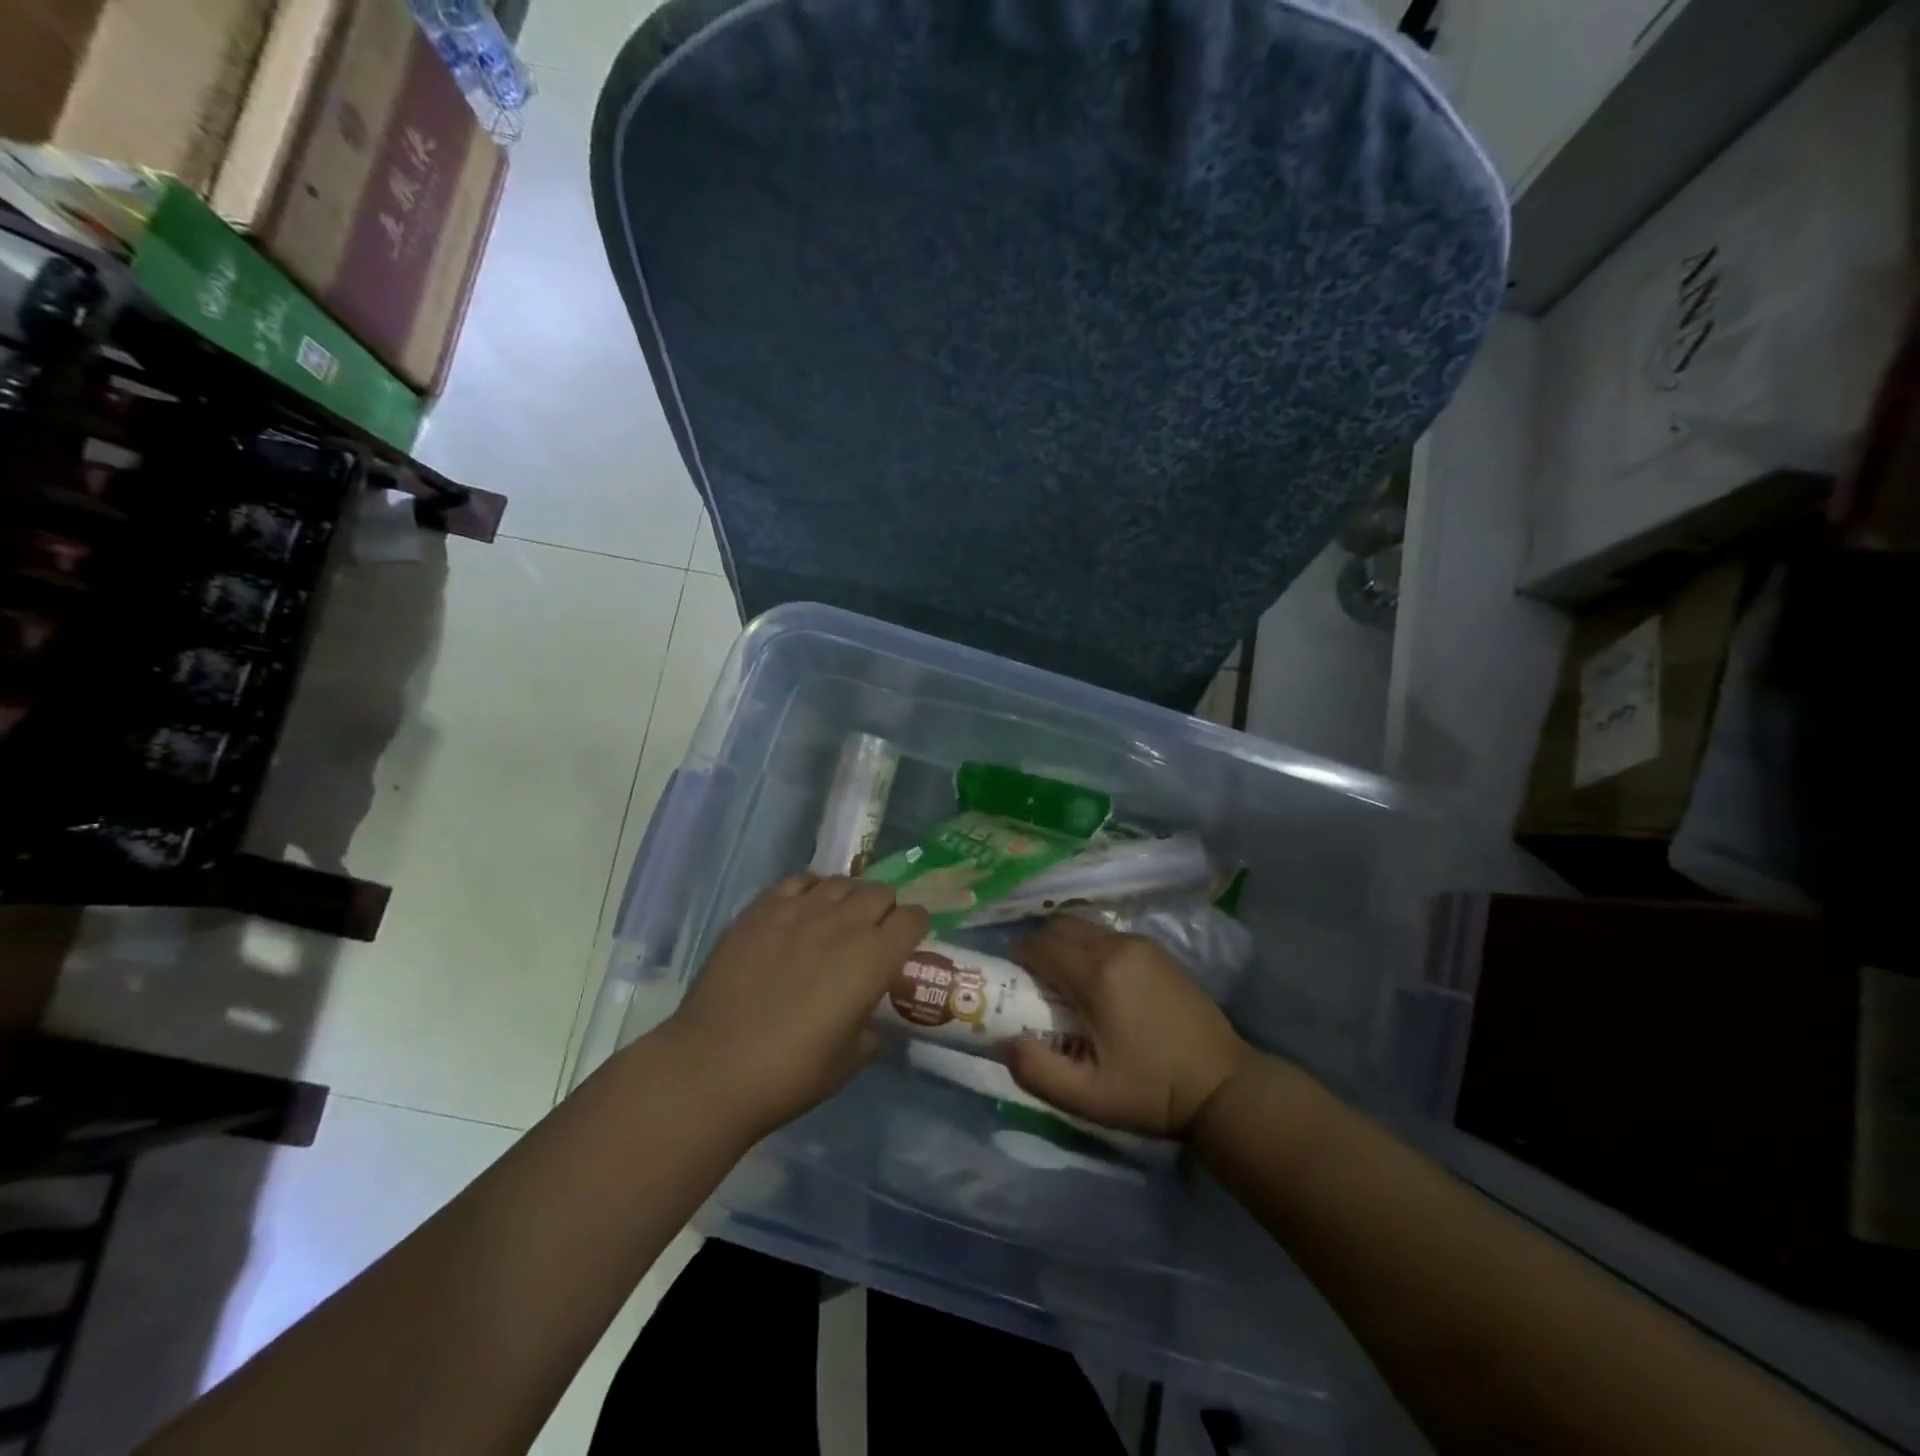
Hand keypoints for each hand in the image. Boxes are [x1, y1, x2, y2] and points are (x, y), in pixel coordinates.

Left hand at [663, 873, 929, 1139]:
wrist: (713, 1068)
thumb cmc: (790, 1074)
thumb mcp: (848, 1062)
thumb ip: (870, 1033)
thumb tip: (871, 1024)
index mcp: (874, 958)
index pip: (913, 917)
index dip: (916, 927)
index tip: (909, 942)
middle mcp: (843, 923)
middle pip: (880, 892)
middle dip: (885, 909)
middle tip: (873, 933)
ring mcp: (799, 910)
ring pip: (840, 882)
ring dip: (849, 897)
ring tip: (837, 919)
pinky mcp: (761, 909)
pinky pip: (798, 881)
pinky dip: (810, 889)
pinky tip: (802, 910)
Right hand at [1007, 917, 1246, 1138]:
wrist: (1224, 1086)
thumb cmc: (1152, 1092)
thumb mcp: (1088, 1097)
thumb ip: (1038, 1071)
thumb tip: (1005, 1041)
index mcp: (1097, 974)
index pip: (1040, 944)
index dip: (1018, 959)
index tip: (1012, 984)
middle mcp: (1117, 946)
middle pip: (1060, 926)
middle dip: (1039, 946)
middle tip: (1034, 983)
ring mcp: (1142, 944)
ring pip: (1085, 927)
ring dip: (1065, 946)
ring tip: (1064, 985)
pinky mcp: (1159, 951)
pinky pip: (1108, 936)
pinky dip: (1089, 948)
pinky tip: (1097, 985)